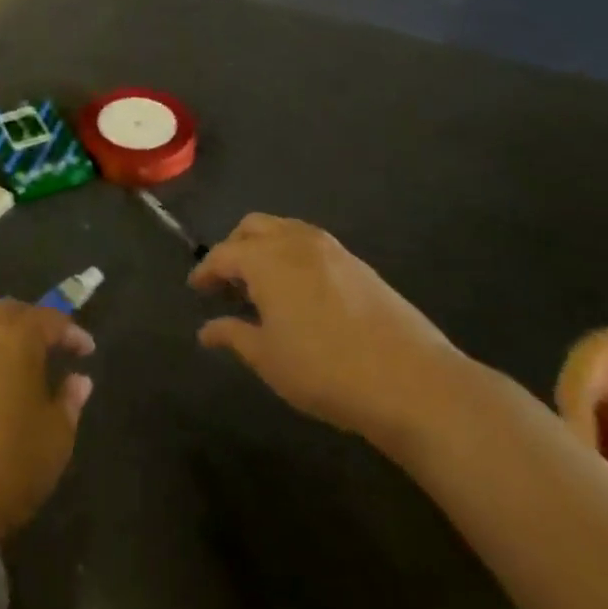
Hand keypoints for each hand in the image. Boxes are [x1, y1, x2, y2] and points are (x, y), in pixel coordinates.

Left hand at [0, 300, 94, 543]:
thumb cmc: (12, 460)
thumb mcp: (57, 436)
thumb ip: (70, 401)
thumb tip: (78, 380)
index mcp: (16, 339)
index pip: (50, 319)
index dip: (71, 332)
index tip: (87, 351)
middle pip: (9, 311)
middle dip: (32, 321)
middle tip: (51, 344)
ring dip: (1, 336)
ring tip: (17, 362)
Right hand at [190, 214, 464, 452]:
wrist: (411, 380)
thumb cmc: (325, 370)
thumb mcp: (268, 359)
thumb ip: (233, 336)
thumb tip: (206, 329)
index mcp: (266, 259)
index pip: (223, 254)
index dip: (206, 270)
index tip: (196, 287)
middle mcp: (295, 241)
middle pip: (253, 227)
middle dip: (234, 248)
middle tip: (228, 282)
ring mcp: (331, 249)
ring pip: (285, 230)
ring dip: (265, 247)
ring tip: (262, 285)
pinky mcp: (358, 264)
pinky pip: (311, 244)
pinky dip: (293, 255)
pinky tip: (299, 291)